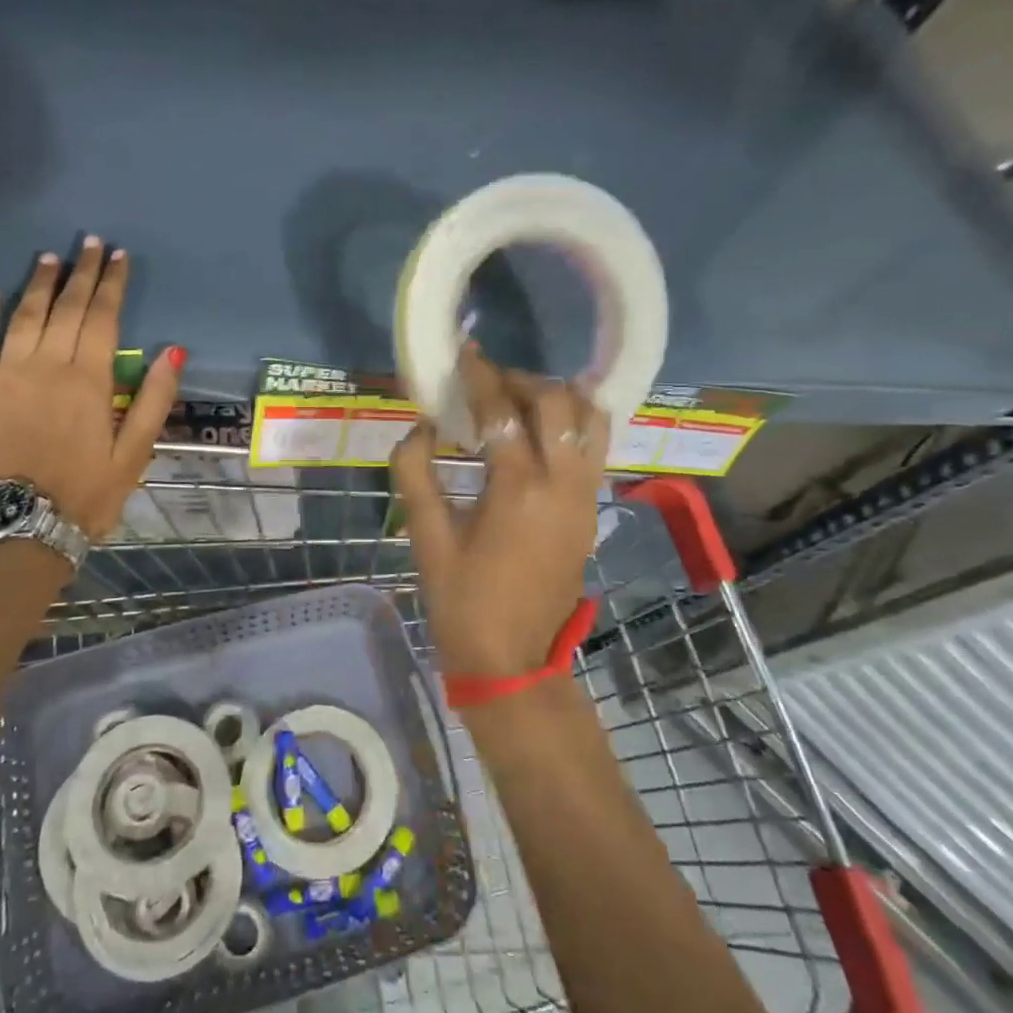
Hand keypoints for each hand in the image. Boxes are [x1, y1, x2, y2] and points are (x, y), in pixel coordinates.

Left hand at [0, 237, 182, 537]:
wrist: (26, 525)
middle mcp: (46, 366)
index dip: (112, 284)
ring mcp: (7, 375)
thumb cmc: (89, 490)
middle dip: (81, 273)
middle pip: (65, 308)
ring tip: (51, 257)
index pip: (102, 317)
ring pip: (23, 316)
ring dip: (38, 283)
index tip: (119, 257)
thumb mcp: (135, 452)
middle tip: (90, 243)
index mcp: (88, 380)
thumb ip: (152, 399)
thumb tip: (172, 350)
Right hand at [390, 342, 608, 680]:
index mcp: (518, 491)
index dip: (481, 376)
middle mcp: (563, 485)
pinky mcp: (592, 511)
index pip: (503, 413)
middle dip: (522, 380)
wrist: (512, 660)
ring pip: (591, 420)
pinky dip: (575, 423)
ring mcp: (586, 498)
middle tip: (487, 381)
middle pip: (558, 404)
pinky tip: (544, 428)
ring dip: (558, 397)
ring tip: (520, 399)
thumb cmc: (461, 602)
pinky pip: (595, 447)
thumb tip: (421, 426)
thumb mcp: (426, 538)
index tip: (465, 352)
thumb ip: (416, 474)